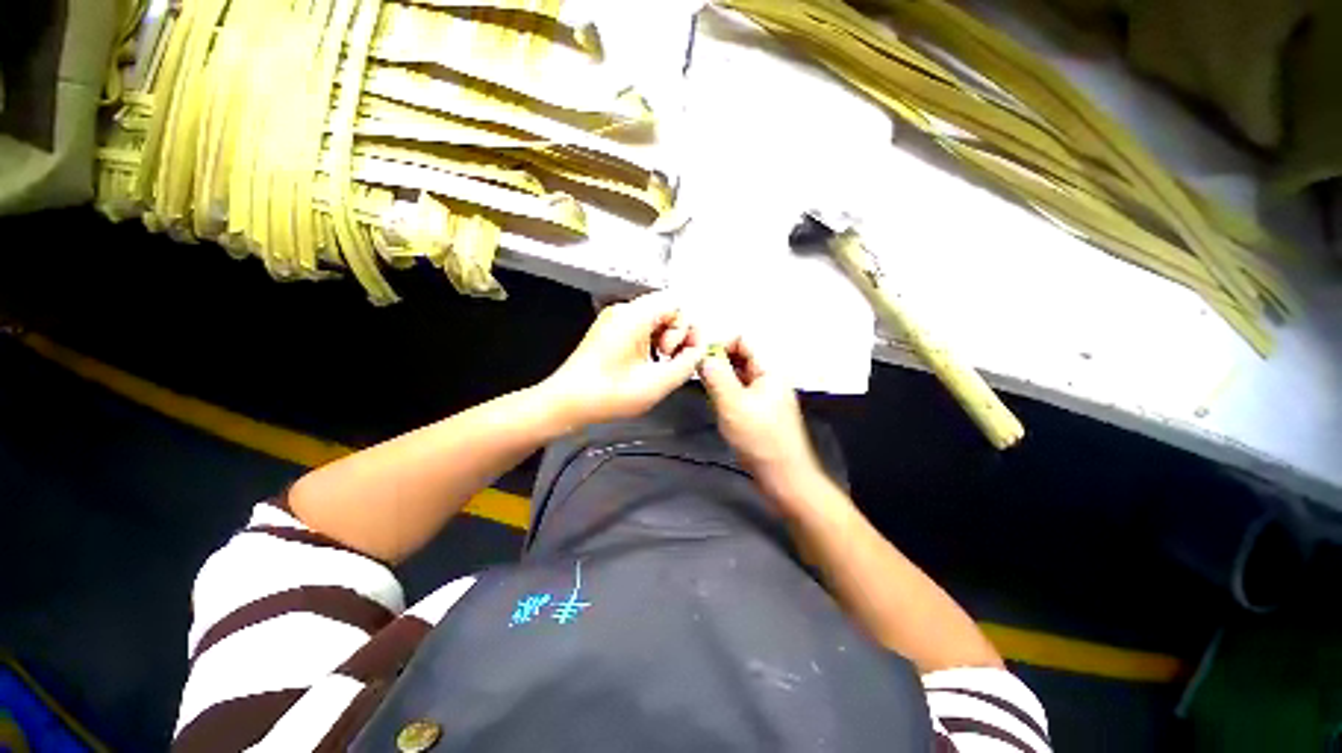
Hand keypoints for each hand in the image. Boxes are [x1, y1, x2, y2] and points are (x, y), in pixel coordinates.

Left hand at [543, 291, 705, 426]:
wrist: (567, 403)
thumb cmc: (608, 394)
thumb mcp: (657, 383)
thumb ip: (687, 364)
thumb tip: (698, 351)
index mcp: (634, 316)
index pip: (676, 305)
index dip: (685, 330)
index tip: (675, 354)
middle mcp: (624, 310)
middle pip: (666, 310)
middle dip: (675, 335)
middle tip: (665, 360)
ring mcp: (614, 319)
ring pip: (655, 320)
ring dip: (663, 340)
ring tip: (655, 365)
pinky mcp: (609, 331)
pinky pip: (641, 328)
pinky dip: (651, 343)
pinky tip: (644, 364)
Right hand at [698, 337, 824, 499]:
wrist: (784, 477)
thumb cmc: (761, 439)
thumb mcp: (733, 404)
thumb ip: (717, 376)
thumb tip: (703, 355)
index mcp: (769, 371)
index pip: (743, 342)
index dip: (720, 345)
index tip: (699, 357)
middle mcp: (769, 379)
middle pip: (740, 358)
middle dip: (718, 362)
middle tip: (697, 373)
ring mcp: (765, 397)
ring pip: (738, 377)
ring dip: (720, 379)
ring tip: (703, 388)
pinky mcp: (760, 413)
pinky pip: (739, 394)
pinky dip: (725, 394)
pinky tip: (715, 403)